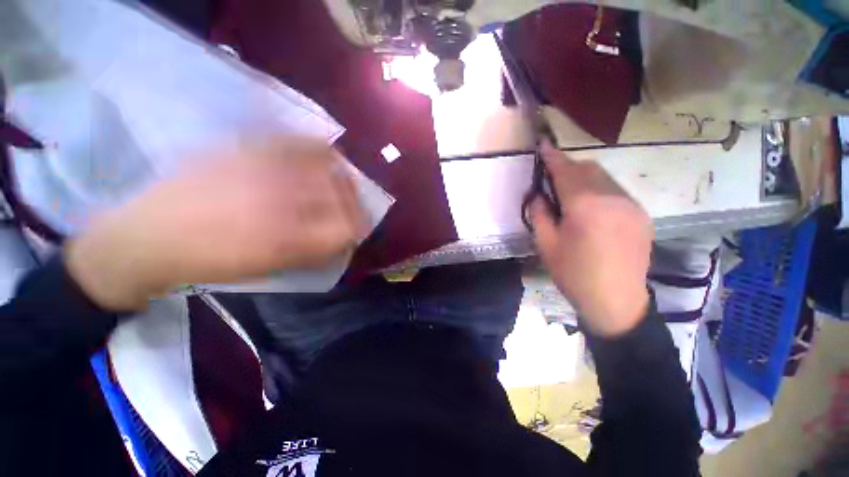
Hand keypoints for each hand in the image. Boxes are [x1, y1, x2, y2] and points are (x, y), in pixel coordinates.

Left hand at [66, 137, 367, 310]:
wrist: (150, 236)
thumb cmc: (214, 261)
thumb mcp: (271, 266)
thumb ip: (316, 250)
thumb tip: (346, 237)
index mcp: (287, 234)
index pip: (346, 226)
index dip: (359, 228)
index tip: (358, 230)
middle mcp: (282, 195)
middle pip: (342, 194)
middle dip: (355, 204)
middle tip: (351, 211)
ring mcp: (265, 166)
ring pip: (327, 165)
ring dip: (341, 178)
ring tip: (341, 185)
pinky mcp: (248, 148)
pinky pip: (298, 142)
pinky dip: (319, 149)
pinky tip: (322, 158)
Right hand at [530, 142, 652, 337]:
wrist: (616, 302)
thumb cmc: (574, 274)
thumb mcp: (546, 245)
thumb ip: (539, 214)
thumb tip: (537, 194)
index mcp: (585, 206)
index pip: (565, 171)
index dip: (552, 156)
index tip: (543, 145)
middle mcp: (613, 198)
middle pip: (588, 168)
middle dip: (567, 167)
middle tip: (551, 181)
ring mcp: (631, 205)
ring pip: (604, 178)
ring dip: (583, 179)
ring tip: (570, 197)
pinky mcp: (641, 214)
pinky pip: (616, 191)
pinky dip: (598, 191)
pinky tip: (590, 210)